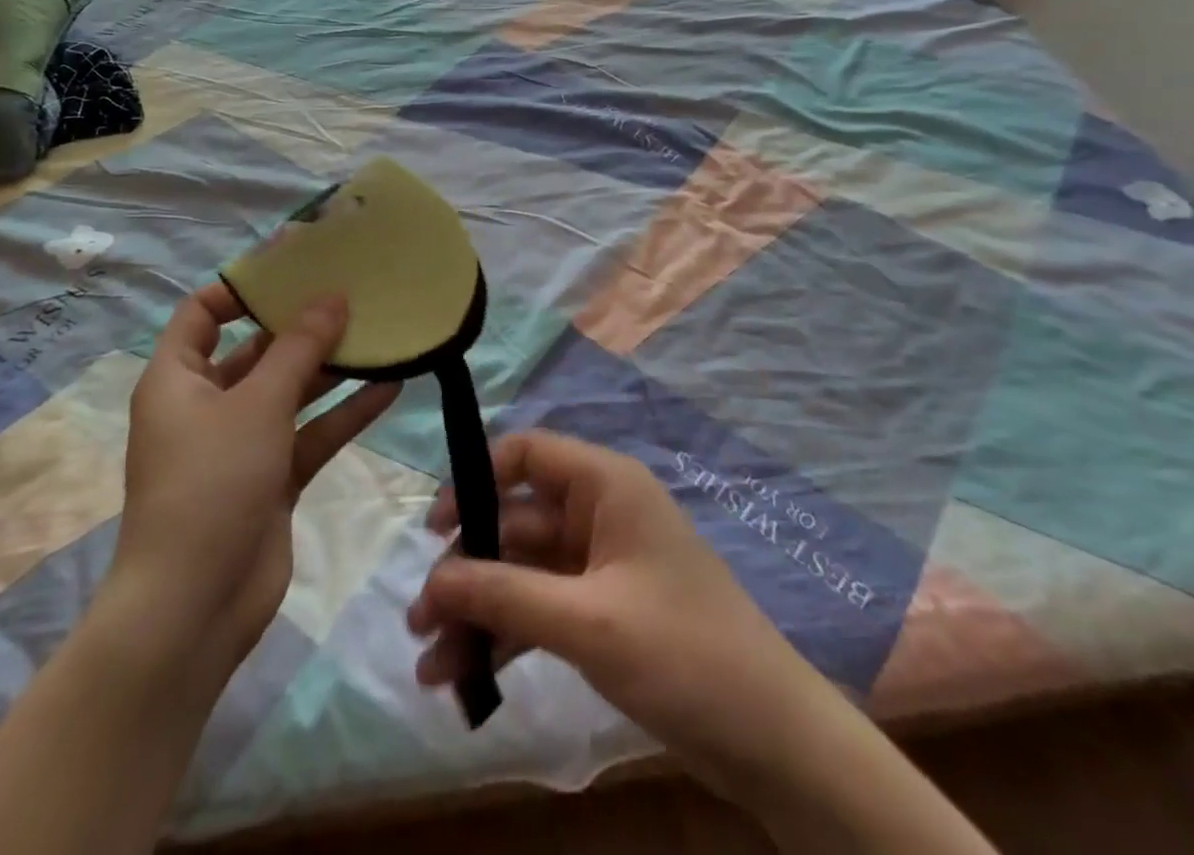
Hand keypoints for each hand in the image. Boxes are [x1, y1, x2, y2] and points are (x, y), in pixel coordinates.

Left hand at [104, 283, 399, 669]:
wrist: (194, 608)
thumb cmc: (211, 483)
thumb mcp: (258, 403)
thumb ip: (300, 347)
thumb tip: (334, 296)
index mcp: (178, 379)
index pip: (202, 314)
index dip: (241, 287)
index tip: (294, 268)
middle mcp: (206, 405)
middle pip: (256, 350)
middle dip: (302, 326)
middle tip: (353, 295)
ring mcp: (241, 444)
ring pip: (291, 392)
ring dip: (332, 369)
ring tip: (380, 335)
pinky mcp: (272, 478)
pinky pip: (311, 433)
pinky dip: (343, 413)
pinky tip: (391, 387)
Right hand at [407, 431, 832, 800]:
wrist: (773, 740)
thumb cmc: (683, 653)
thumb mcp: (588, 621)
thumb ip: (506, 594)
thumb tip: (434, 577)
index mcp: (605, 485)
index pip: (526, 454)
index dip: (475, 480)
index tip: (434, 529)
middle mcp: (599, 513)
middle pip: (516, 522)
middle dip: (467, 569)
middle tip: (420, 620)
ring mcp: (601, 565)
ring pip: (523, 572)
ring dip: (478, 612)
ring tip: (430, 666)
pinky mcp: (603, 612)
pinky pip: (541, 609)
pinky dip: (506, 637)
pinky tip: (467, 679)